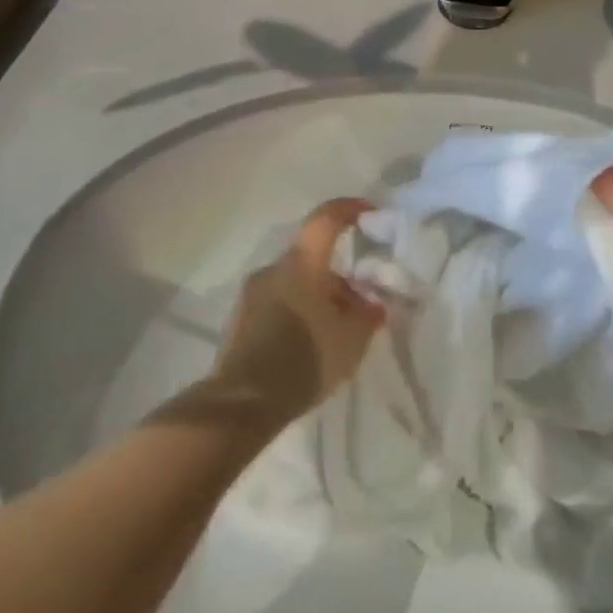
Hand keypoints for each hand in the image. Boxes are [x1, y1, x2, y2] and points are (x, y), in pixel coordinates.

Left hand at [205, 198, 386, 427]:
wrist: (242, 404)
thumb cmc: (304, 359)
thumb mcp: (351, 340)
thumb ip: (367, 315)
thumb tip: (372, 303)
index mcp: (302, 263)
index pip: (325, 218)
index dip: (348, 208)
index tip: (369, 211)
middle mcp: (274, 269)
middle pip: (311, 256)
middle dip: (337, 272)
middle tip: (359, 298)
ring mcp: (252, 294)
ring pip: (294, 281)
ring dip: (317, 294)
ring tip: (337, 327)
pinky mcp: (240, 320)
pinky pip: (278, 302)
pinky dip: (298, 311)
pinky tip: (311, 341)